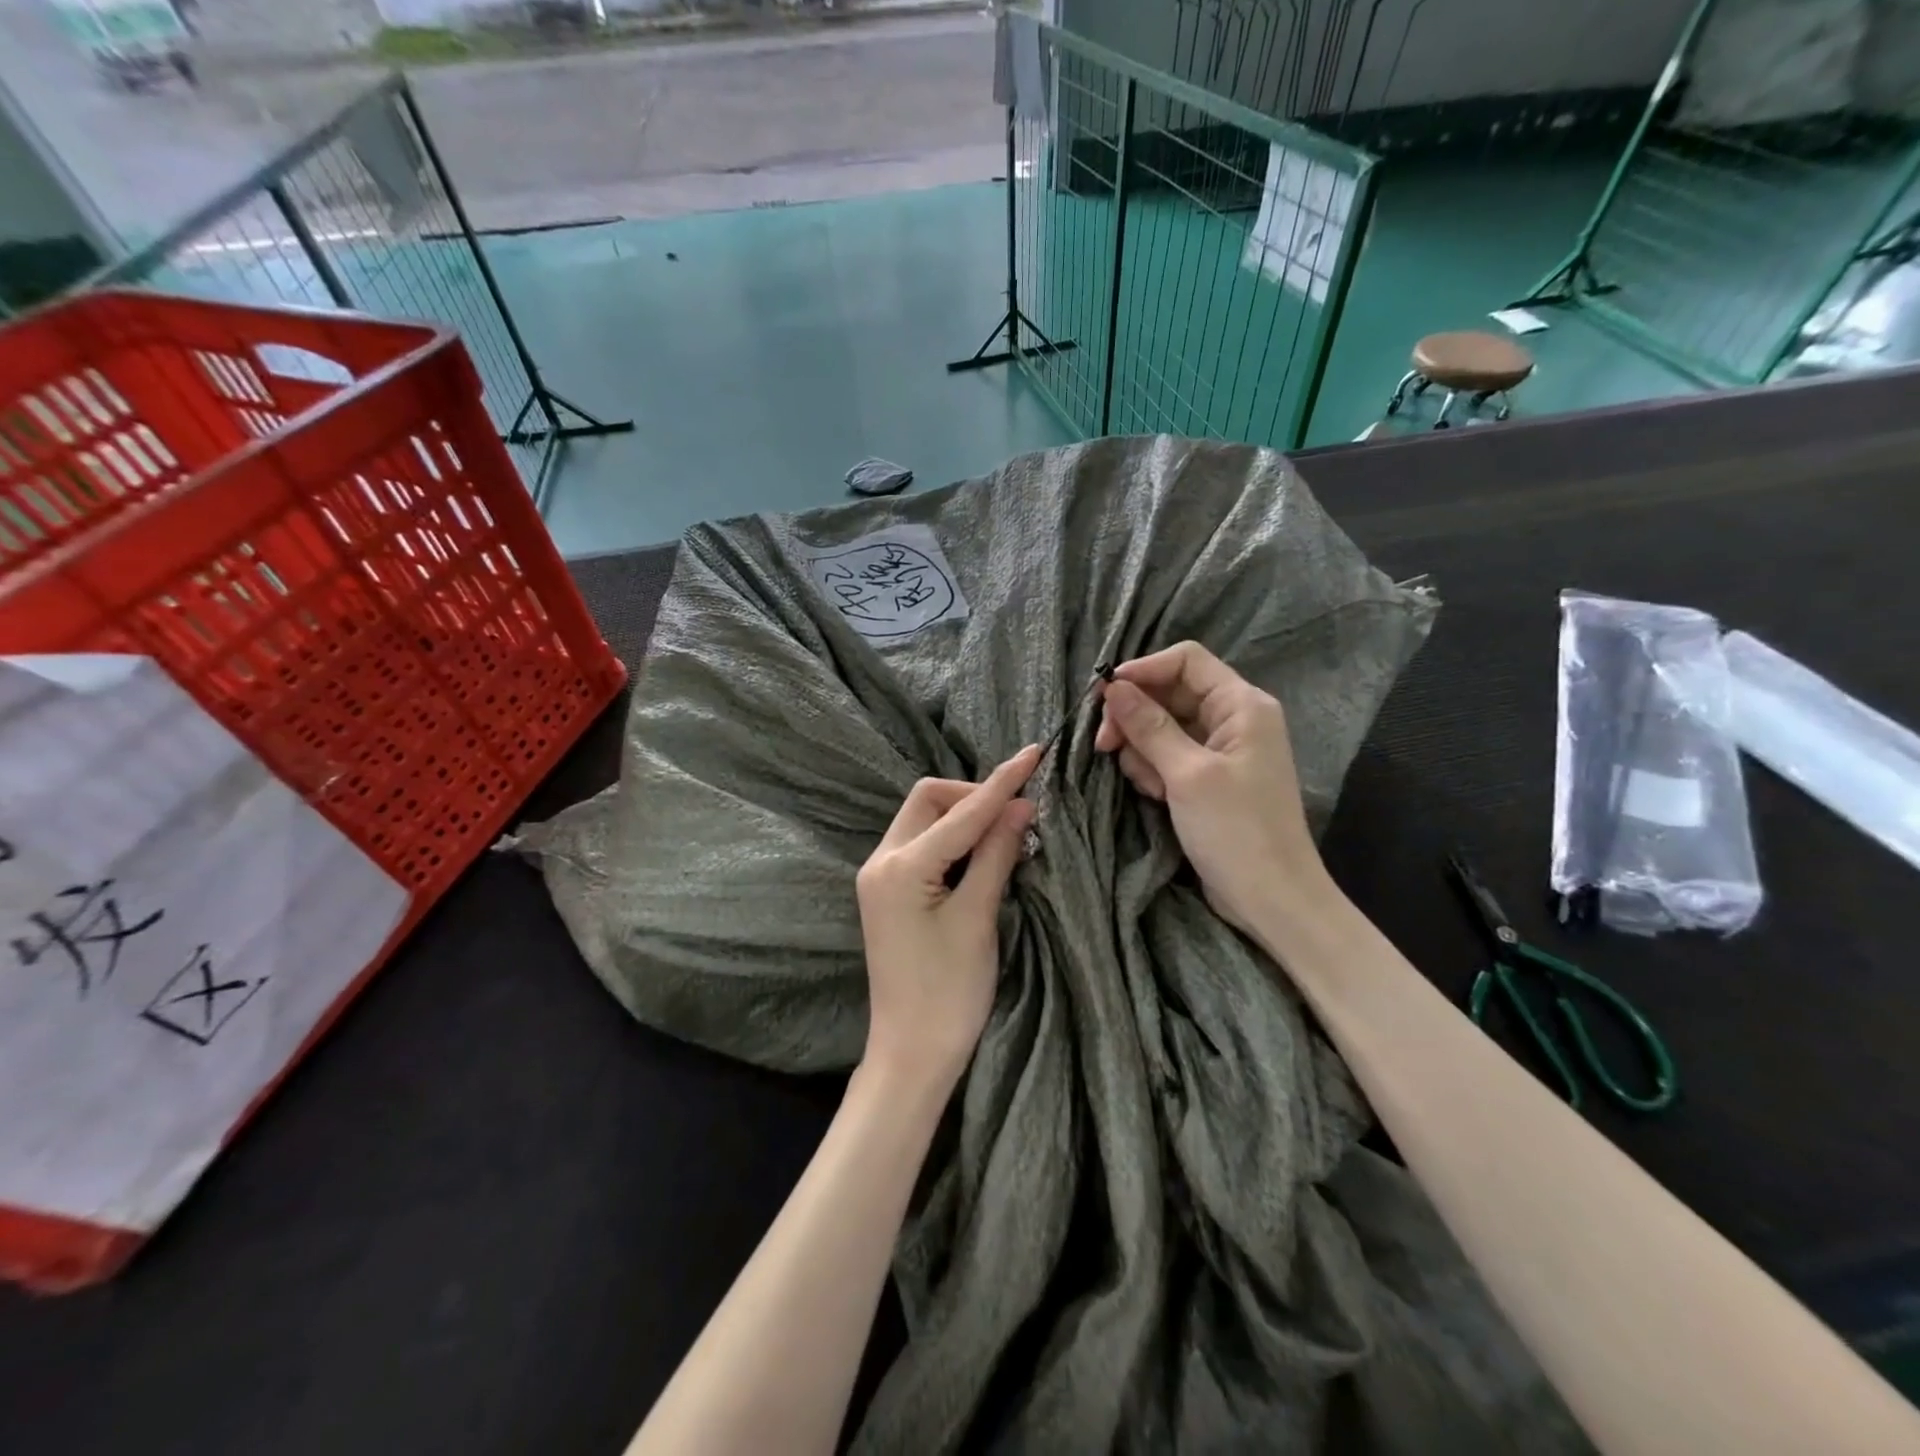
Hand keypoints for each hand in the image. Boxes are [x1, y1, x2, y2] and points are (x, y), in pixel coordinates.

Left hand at [855, 746, 1040, 1090]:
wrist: (911, 1052)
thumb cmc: (949, 993)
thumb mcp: (978, 918)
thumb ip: (996, 854)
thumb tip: (1021, 805)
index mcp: (900, 866)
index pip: (960, 812)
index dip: (1001, 783)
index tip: (1033, 754)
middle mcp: (880, 861)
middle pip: (929, 800)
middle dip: (973, 797)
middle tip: (1017, 815)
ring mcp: (880, 877)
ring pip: (924, 820)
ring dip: (964, 817)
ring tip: (1007, 832)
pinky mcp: (888, 892)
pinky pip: (921, 845)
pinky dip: (952, 840)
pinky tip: (981, 852)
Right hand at [1094, 642, 1328, 937]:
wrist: (1271, 899)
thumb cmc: (1236, 830)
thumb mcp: (1187, 774)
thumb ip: (1149, 726)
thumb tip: (1113, 687)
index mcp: (1241, 705)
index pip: (1186, 660)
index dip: (1144, 670)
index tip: (1105, 695)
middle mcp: (1233, 719)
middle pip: (1169, 694)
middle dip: (1135, 717)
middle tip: (1104, 746)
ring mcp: (1221, 750)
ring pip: (1162, 727)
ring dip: (1143, 751)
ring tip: (1149, 786)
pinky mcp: (1208, 778)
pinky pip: (1168, 756)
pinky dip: (1154, 770)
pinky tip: (1156, 796)